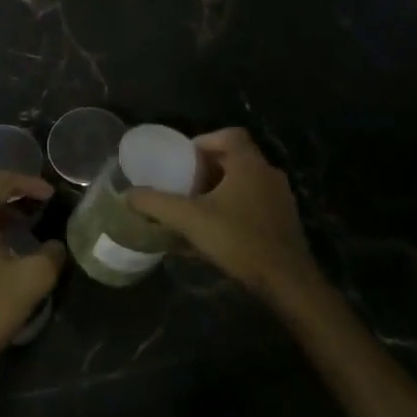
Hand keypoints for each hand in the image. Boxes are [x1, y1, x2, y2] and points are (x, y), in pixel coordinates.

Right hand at [127, 128, 321, 304]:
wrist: (287, 281)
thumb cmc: (239, 239)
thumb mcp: (190, 219)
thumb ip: (158, 204)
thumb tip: (129, 194)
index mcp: (250, 164)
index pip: (229, 134)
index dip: (204, 141)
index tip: (184, 158)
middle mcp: (269, 174)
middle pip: (236, 158)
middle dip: (209, 168)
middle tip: (185, 183)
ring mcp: (281, 198)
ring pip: (246, 182)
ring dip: (222, 189)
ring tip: (197, 207)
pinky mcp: (285, 221)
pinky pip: (255, 203)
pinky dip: (236, 207)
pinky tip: (219, 230)